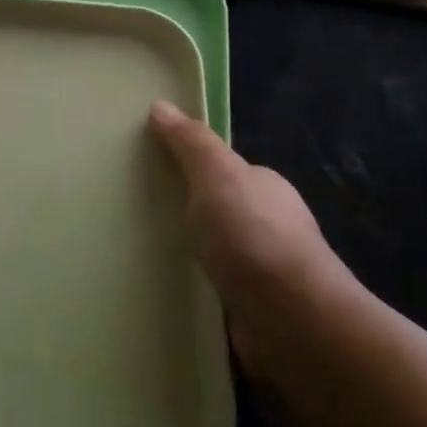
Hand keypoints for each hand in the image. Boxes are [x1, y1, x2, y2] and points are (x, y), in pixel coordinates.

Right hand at [149, 100, 350, 374]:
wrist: (292, 321)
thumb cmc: (253, 236)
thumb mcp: (217, 174)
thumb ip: (190, 142)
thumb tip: (161, 105)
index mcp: (265, 188)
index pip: (224, 170)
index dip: (190, 167)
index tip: (148, 170)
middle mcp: (269, 226)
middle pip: (218, 210)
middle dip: (186, 212)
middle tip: (134, 212)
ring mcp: (264, 272)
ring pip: (215, 253)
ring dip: (188, 254)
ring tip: (138, 252)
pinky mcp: (253, 311)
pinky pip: (213, 291)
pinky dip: (193, 289)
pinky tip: (163, 291)